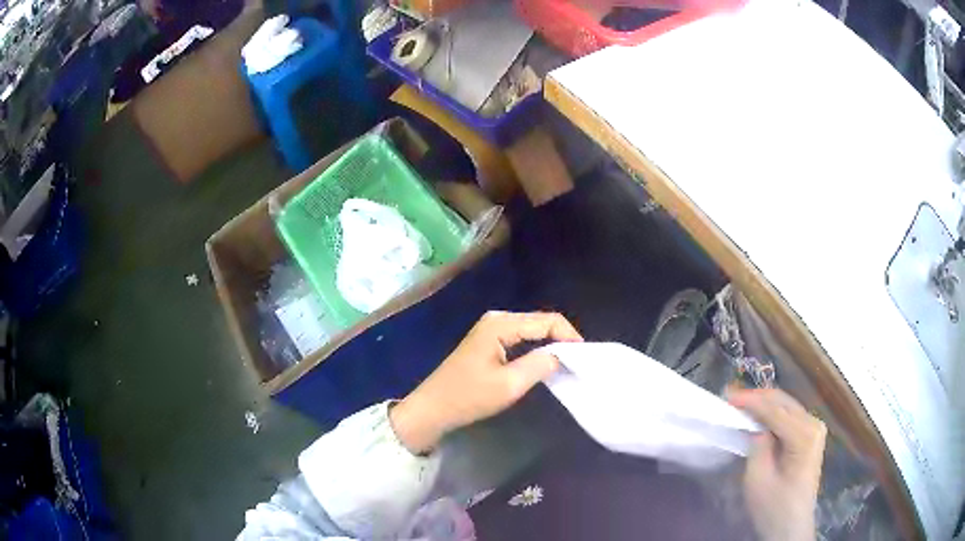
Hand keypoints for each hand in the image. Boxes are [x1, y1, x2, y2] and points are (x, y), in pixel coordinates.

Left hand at [390, 311, 582, 453]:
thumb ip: (540, 365)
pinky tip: (544, 361)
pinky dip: (536, 347)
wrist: (434, 407)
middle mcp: (497, 319)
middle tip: (578, 361)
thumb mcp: (510, 385)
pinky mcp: (488, 340)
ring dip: (550, 343)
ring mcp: (491, 328)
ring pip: (531, 329)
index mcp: (501, 324)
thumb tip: (563, 354)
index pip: (547, 320)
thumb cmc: (469, 397)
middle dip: (561, 338)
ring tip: (567, 362)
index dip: (569, 335)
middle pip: (539, 321)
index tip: (584, 357)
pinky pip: (520, 337)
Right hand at [730, 389, 826, 540]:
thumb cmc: (773, 508)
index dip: (750, 400)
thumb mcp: (758, 480)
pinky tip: (758, 415)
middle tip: (731, 397)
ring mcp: (815, 429)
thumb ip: (756, 446)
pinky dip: (772, 413)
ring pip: (787, 406)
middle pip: (783, 402)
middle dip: (757, 397)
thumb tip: (754, 425)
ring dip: (764, 404)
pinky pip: (790, 416)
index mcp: (804, 435)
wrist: (791, 527)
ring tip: (740, 404)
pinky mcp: (811, 437)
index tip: (726, 396)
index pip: (775, 410)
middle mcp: (814, 424)